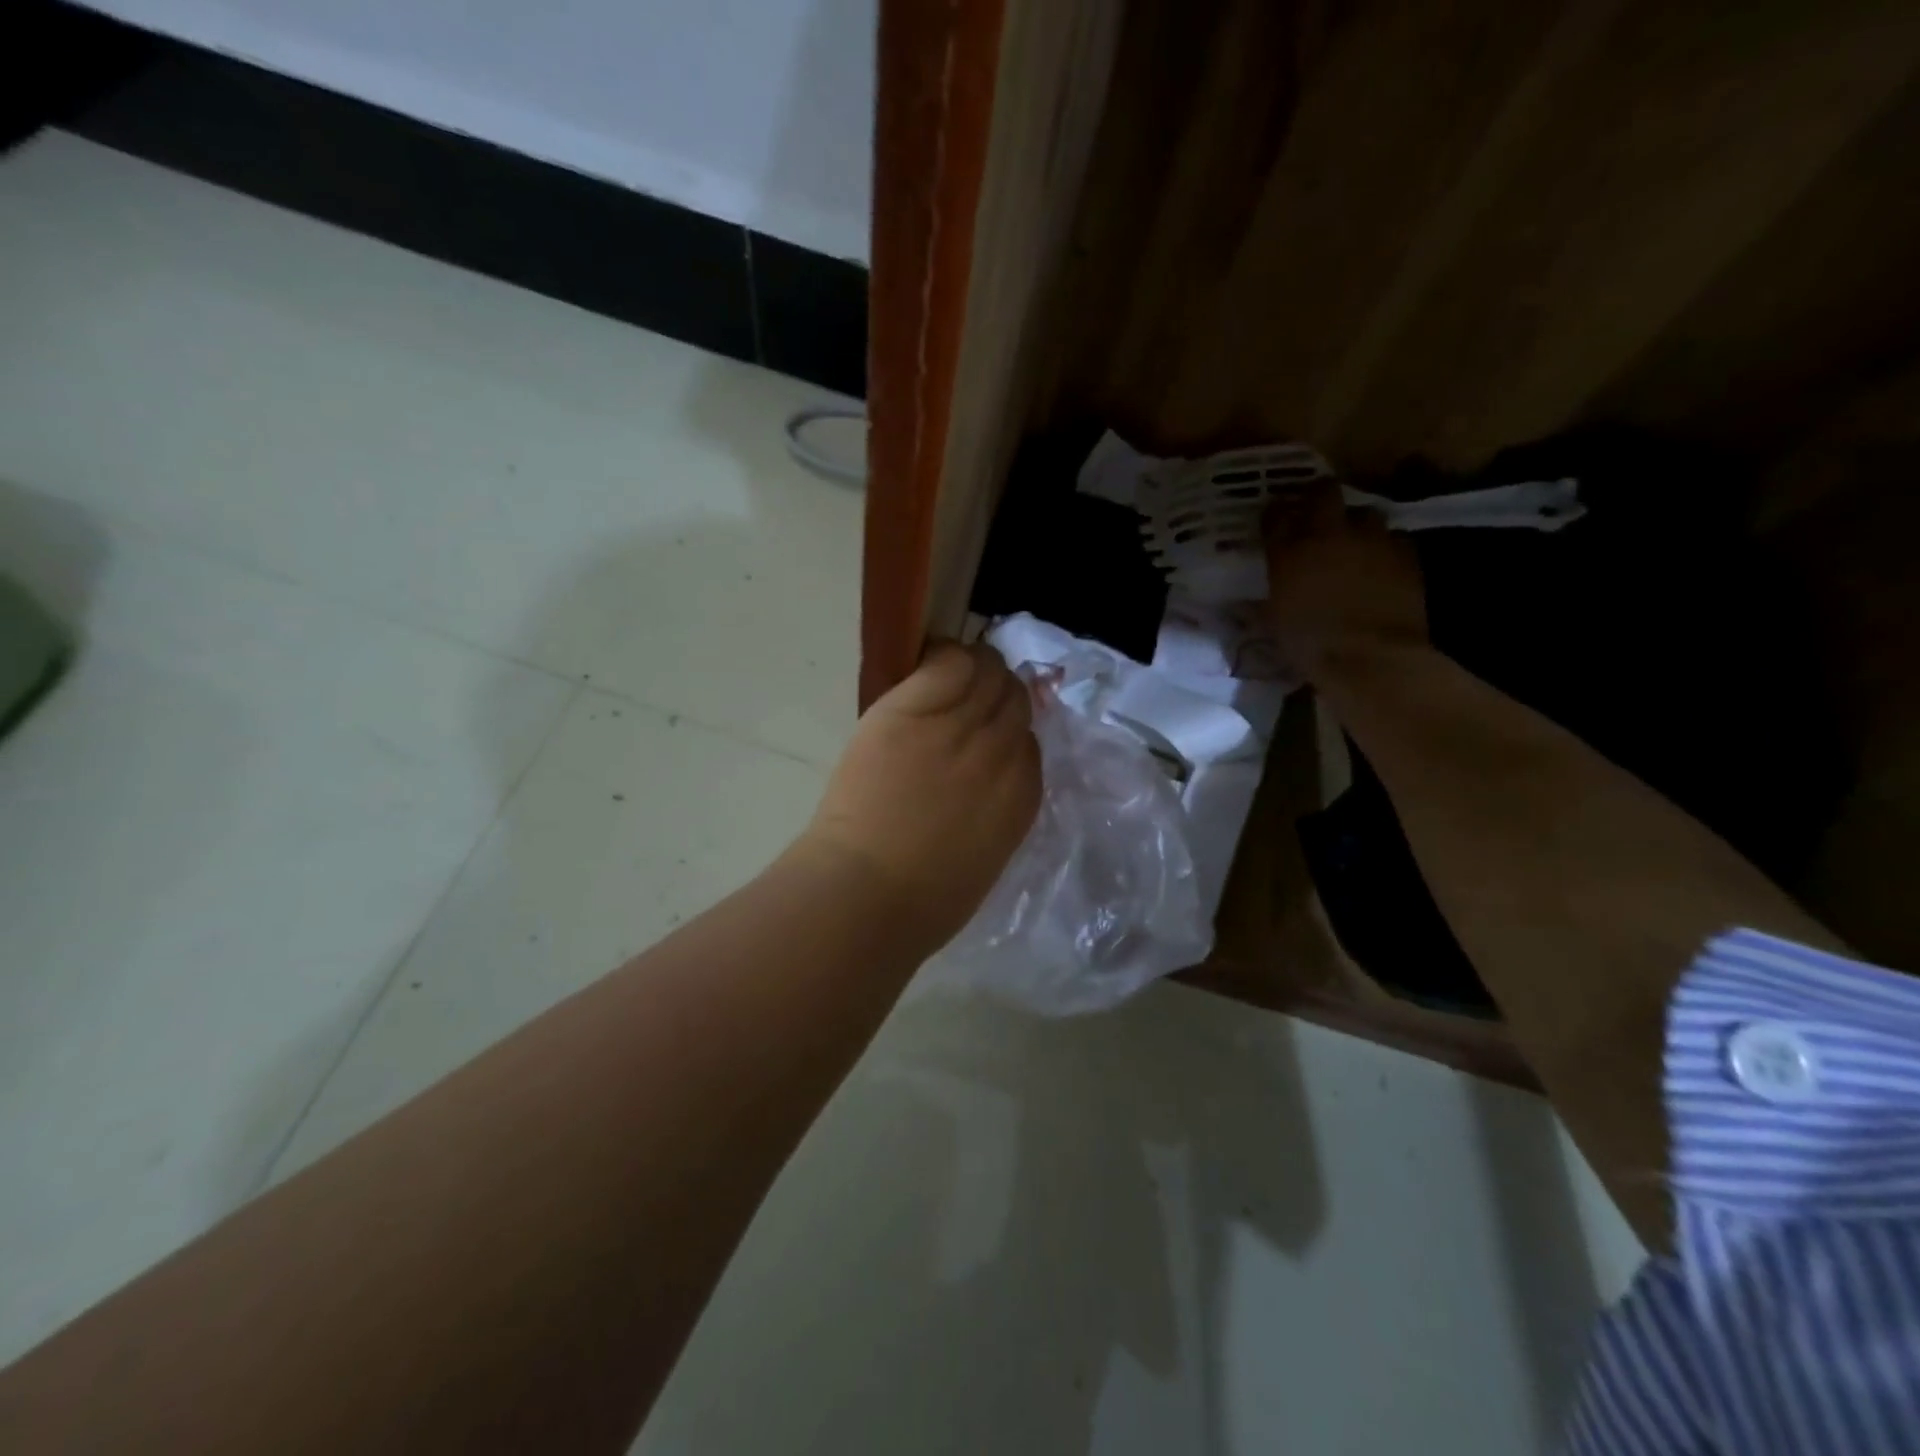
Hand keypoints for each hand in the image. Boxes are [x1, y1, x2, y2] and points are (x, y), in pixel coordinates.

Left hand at [800, 643, 1040, 950]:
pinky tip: (931, 661)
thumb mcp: (986, 858)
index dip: (1009, 731)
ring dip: (976, 667)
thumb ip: (997, 811)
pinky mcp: (913, 710)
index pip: (1030, 740)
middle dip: (998, 694)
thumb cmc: (922, 901)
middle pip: (1014, 697)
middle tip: (970, 696)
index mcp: (1022, 794)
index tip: (988, 731)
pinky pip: (947, 662)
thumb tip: (988, 783)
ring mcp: (957, 727)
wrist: (865, 895)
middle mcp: (1001, 752)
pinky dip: (943, 656)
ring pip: (986, 671)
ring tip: (952, 672)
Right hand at [1264, 483, 1428, 681]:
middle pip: (1323, 492)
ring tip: (1354, 542)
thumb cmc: (1311, 645)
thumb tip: (1244, 606)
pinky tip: (1382, 564)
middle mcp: (1329, 534)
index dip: (1275, 514)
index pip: (1275, 515)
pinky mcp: (1406, 553)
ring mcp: (1371, 540)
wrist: (1372, 658)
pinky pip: (1394, 538)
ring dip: (1357, 523)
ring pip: (1365, 512)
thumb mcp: (1275, 625)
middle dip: (1318, 497)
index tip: (1275, 520)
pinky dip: (1385, 547)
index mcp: (1289, 552)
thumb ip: (1264, 604)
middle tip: (1316, 512)